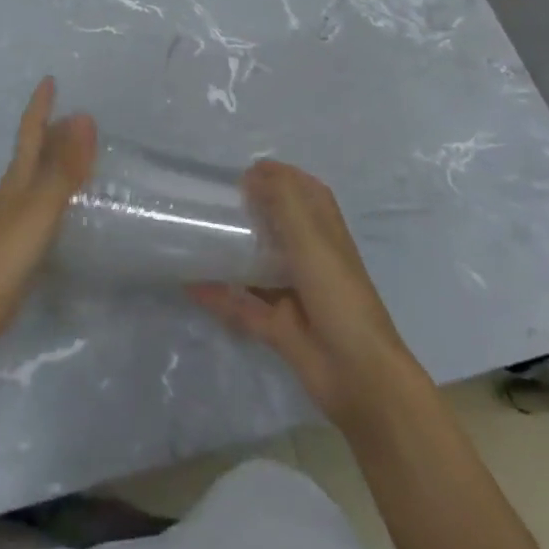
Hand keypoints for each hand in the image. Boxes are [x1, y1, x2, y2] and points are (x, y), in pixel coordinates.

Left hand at [0, 77, 96, 360]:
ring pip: (36, 182)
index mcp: (17, 179)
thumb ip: (63, 168)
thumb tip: (84, 115)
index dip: (40, 106)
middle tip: (75, 117)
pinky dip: (56, 199)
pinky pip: (41, 210)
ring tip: (78, 157)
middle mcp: (13, 195)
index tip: (49, 80)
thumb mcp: (39, 208)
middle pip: (32, 154)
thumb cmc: (1, 255)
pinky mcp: (14, 251)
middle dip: (51, 132)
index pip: (30, 132)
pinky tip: (65, 212)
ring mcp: (11, 224)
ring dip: (54, 164)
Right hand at [189, 160, 416, 431]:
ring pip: (258, 267)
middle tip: (212, 202)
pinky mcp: (279, 327)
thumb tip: (253, 172)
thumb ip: (283, 200)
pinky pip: (242, 306)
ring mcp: (295, 295)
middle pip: (279, 228)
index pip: (306, 195)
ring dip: (232, 254)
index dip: (282, 178)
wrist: (358, 376)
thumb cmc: (338, 294)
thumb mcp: (311, 238)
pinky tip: (190, 284)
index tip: (244, 172)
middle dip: (251, 213)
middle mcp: (311, 260)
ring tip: (197, 236)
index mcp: (326, 234)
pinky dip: (218, 296)